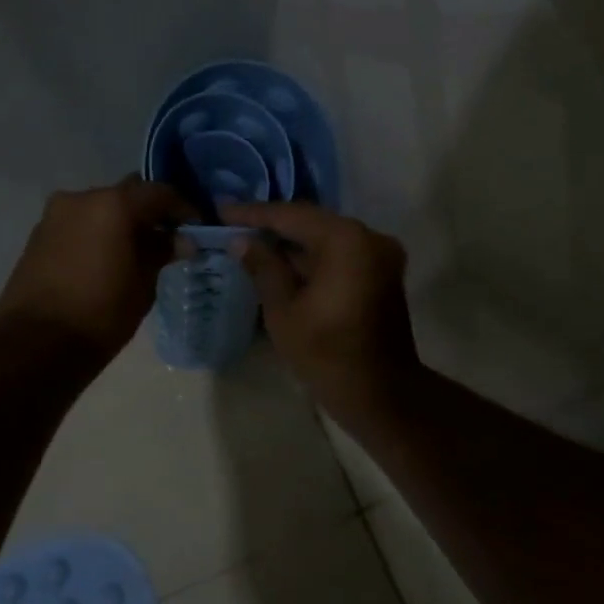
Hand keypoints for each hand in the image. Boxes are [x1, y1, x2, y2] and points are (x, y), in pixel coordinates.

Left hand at [0, 177, 192, 354]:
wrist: (37, 343)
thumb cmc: (102, 313)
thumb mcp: (143, 284)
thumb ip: (162, 253)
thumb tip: (180, 240)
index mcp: (113, 204)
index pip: (159, 193)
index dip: (183, 209)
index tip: (197, 228)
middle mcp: (81, 198)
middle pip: (126, 195)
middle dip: (148, 213)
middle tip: (167, 239)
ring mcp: (54, 215)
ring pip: (99, 209)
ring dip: (120, 224)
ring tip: (136, 252)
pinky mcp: (38, 235)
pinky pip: (78, 225)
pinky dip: (96, 234)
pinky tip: (107, 260)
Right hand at [219, 201, 419, 423]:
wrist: (379, 392)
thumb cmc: (325, 352)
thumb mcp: (283, 309)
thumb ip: (263, 268)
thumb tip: (241, 241)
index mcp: (345, 240)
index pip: (291, 215)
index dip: (254, 214)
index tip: (222, 210)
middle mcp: (369, 237)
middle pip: (312, 223)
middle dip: (273, 226)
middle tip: (235, 226)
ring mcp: (380, 256)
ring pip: (327, 240)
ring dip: (293, 245)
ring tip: (252, 246)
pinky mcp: (382, 275)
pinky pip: (340, 256)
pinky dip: (313, 259)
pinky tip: (282, 266)